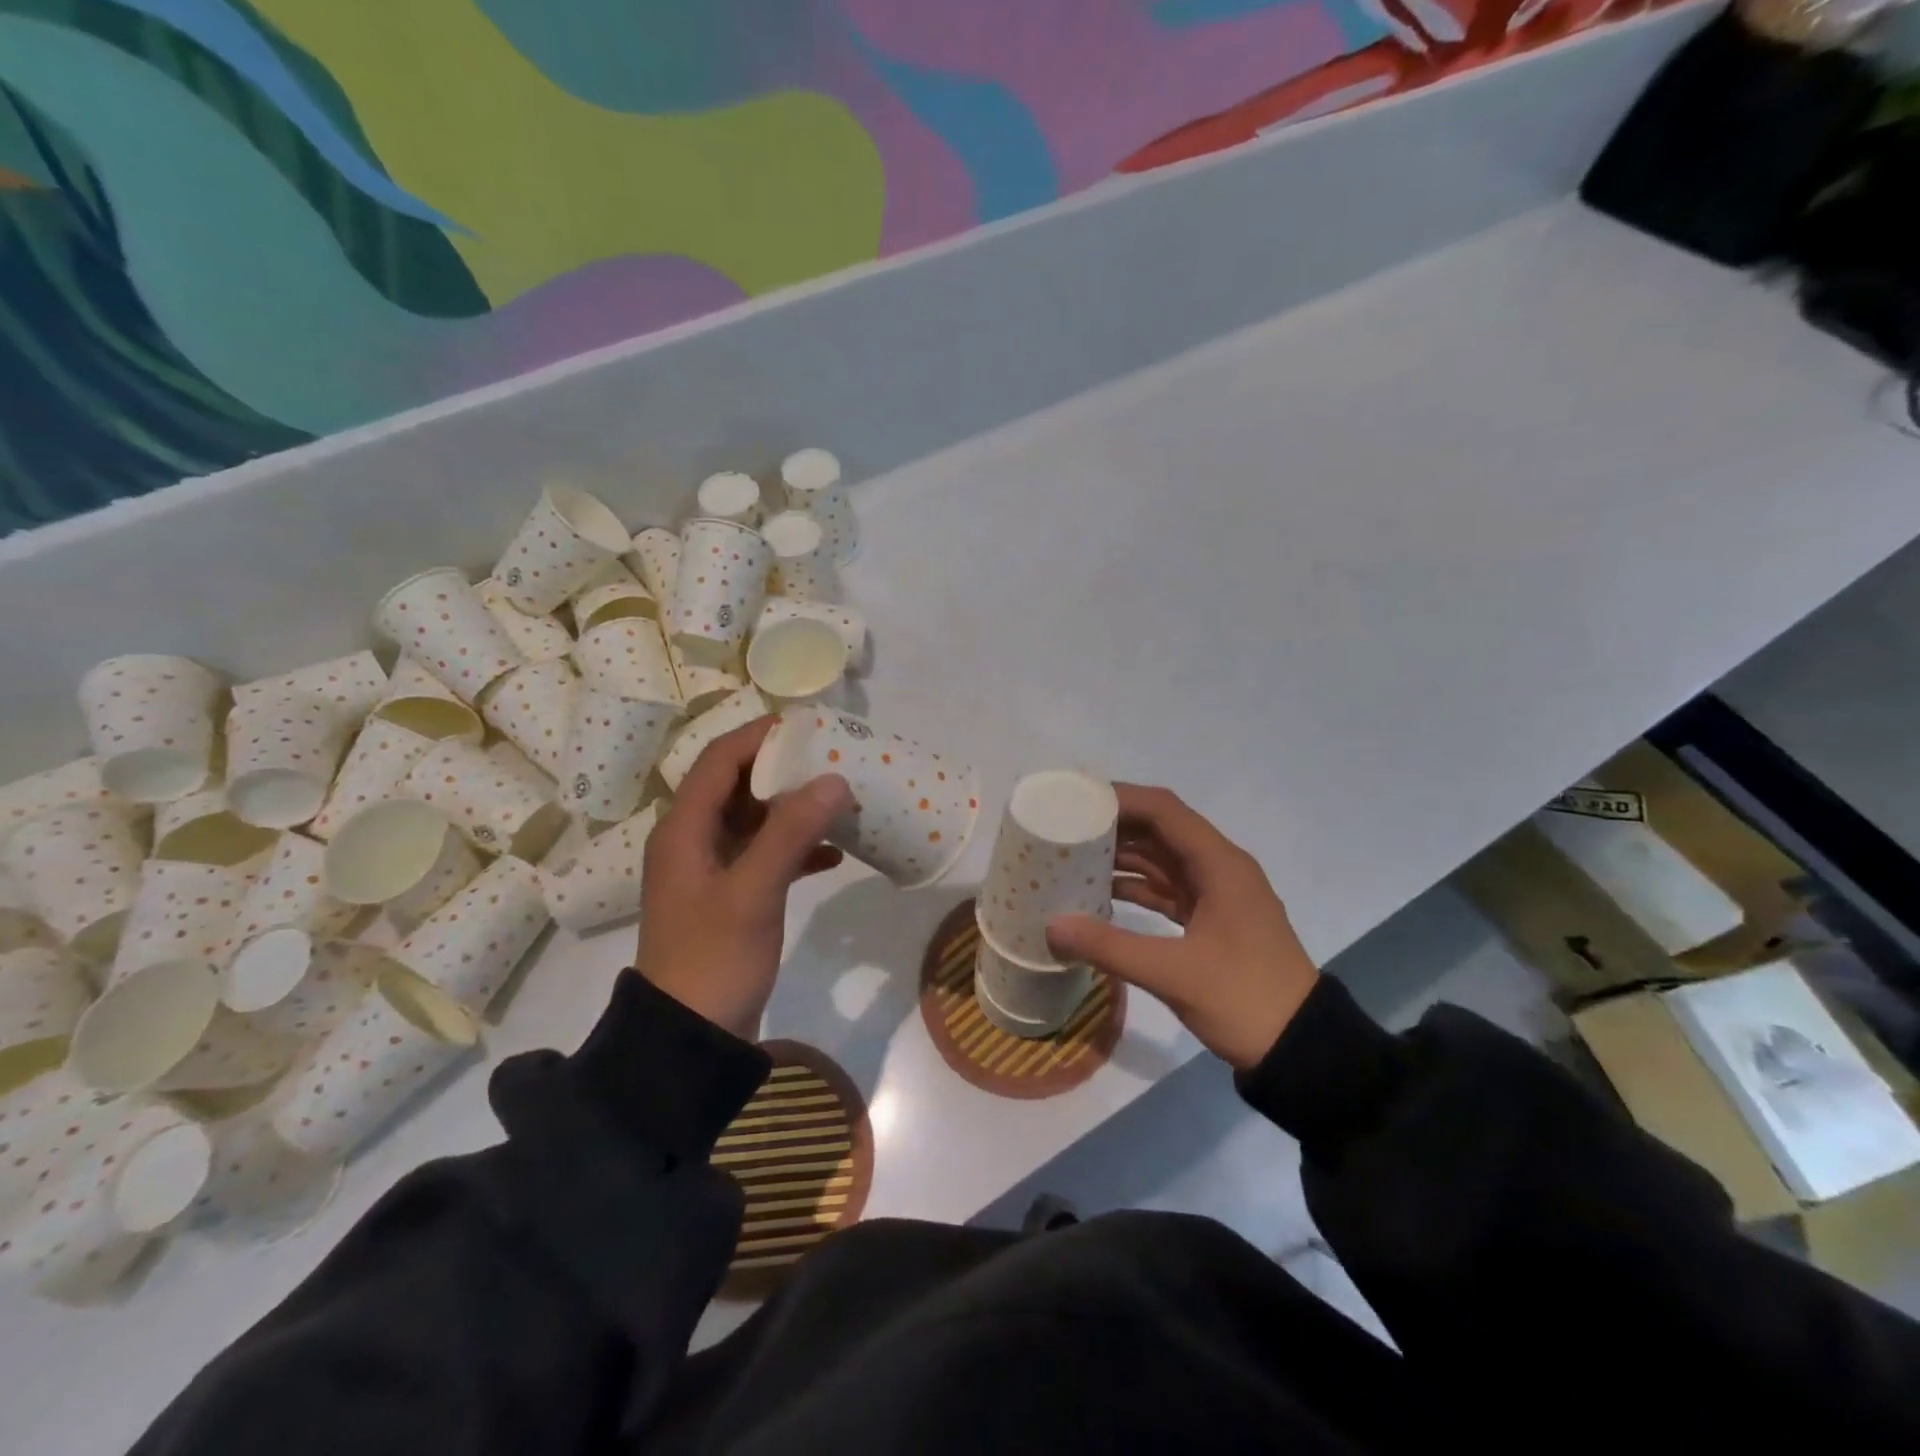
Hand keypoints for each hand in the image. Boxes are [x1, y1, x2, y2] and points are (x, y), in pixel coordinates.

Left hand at [637, 717, 850, 1039]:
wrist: (688, 1039)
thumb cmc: (714, 958)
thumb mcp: (754, 891)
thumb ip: (791, 832)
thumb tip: (833, 779)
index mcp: (684, 829)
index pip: (719, 761)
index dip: (759, 736)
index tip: (808, 726)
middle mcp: (691, 841)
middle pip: (737, 786)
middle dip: (783, 770)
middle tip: (832, 759)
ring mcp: (709, 871)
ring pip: (753, 820)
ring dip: (792, 809)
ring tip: (838, 800)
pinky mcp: (728, 897)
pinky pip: (763, 855)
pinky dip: (795, 848)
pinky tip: (832, 854)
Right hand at [1046, 785, 1318, 1070]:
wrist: (1302, 1048)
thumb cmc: (1244, 998)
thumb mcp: (1174, 973)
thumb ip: (1110, 947)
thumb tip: (1051, 927)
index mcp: (1219, 865)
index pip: (1164, 810)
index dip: (1120, 799)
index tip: (1076, 801)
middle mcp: (1218, 869)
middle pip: (1160, 830)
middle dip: (1114, 826)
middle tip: (1065, 828)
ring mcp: (1216, 895)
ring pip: (1161, 860)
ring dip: (1121, 857)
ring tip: (1071, 857)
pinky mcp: (1211, 921)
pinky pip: (1166, 890)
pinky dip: (1135, 888)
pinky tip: (1098, 895)